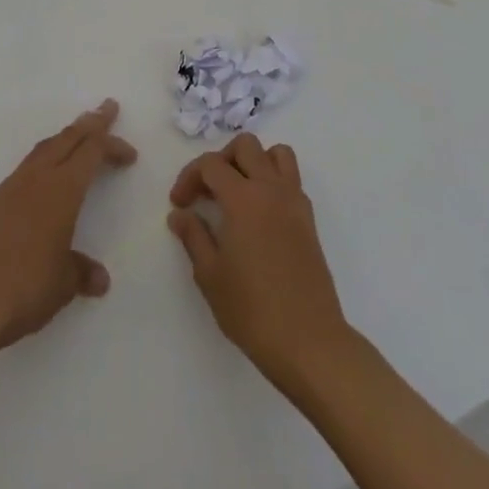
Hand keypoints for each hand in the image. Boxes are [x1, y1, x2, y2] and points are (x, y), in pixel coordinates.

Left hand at [0, 98, 138, 352]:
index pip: (91, 153)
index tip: (129, 152)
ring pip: (40, 152)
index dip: (112, 146)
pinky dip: (36, 172)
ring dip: (62, 141)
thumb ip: (81, 272)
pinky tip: (35, 191)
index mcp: (62, 191)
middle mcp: (35, 180)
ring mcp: (6, 190)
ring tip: (74, 137)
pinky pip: (18, 178)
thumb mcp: (63, 285)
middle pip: (66, 139)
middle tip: (106, 108)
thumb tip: (98, 278)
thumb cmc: (24, 288)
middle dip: (89, 123)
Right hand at [167, 134, 352, 389]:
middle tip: (208, 191)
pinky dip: (273, 181)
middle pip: (245, 146)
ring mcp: (294, 201)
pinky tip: (260, 214)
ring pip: (275, 154)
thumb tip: (180, 214)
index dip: (189, 177)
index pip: (211, 164)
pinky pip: (291, 179)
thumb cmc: (252, 310)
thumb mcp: (210, 276)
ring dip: (253, 162)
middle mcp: (270, 188)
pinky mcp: (309, 219)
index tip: (179, 204)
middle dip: (221, 160)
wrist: (309, 341)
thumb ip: (194, 236)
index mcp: (243, 198)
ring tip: (238, 192)